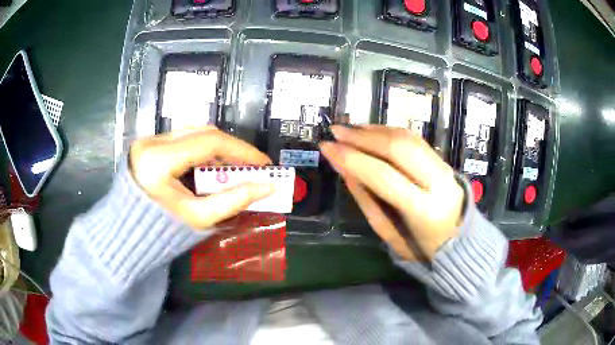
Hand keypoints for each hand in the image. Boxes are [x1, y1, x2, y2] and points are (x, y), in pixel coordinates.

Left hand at [129, 126, 273, 228]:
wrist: (127, 237)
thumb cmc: (160, 233)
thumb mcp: (199, 218)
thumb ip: (234, 200)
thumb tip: (268, 187)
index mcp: (158, 160)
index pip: (209, 142)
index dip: (241, 151)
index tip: (264, 164)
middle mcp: (151, 142)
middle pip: (202, 132)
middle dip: (232, 149)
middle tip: (253, 166)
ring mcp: (148, 141)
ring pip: (193, 133)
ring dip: (218, 149)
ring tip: (236, 168)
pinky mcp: (148, 145)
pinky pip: (183, 140)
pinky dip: (202, 151)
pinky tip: (213, 167)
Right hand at [320, 125, 464, 260]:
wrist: (457, 241)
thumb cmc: (419, 247)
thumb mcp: (388, 232)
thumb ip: (366, 199)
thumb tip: (344, 167)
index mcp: (424, 210)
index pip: (383, 176)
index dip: (352, 158)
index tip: (327, 148)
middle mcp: (438, 182)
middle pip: (398, 148)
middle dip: (363, 137)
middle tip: (336, 132)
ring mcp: (444, 167)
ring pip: (407, 138)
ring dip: (375, 130)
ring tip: (350, 130)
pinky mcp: (443, 160)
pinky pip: (414, 139)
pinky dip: (389, 131)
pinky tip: (371, 131)